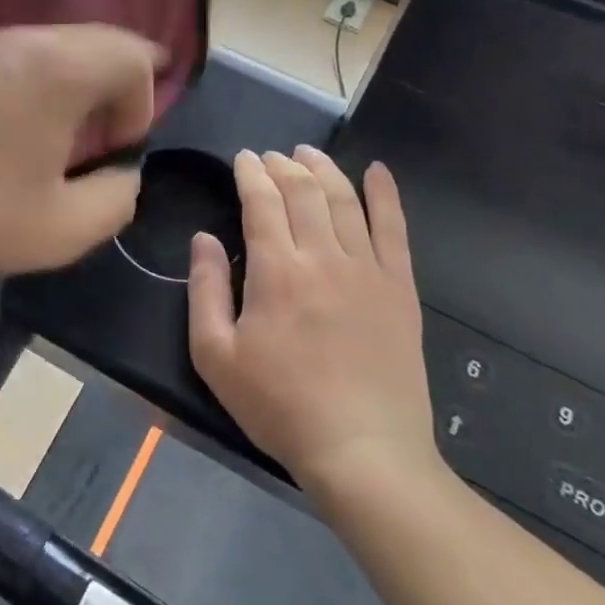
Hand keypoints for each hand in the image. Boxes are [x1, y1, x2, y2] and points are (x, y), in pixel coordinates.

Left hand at [0, 24, 158, 276]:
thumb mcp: (64, 231)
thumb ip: (117, 199)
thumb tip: (121, 173)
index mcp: (59, 68)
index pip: (132, 55)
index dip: (141, 103)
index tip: (113, 150)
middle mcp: (19, 39)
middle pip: (93, 39)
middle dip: (112, 86)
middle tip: (95, 139)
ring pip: (47, 44)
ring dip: (67, 82)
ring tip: (48, 135)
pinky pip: (4, 56)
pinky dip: (24, 81)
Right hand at [188, 148, 438, 492]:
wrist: (363, 451)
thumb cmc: (279, 406)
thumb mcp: (215, 355)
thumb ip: (205, 289)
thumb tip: (204, 239)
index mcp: (277, 271)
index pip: (262, 202)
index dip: (250, 174)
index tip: (242, 159)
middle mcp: (323, 257)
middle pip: (303, 192)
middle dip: (283, 166)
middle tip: (270, 156)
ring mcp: (368, 270)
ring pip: (345, 201)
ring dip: (324, 170)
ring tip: (308, 154)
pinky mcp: (400, 288)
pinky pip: (394, 229)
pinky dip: (386, 195)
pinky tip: (378, 171)